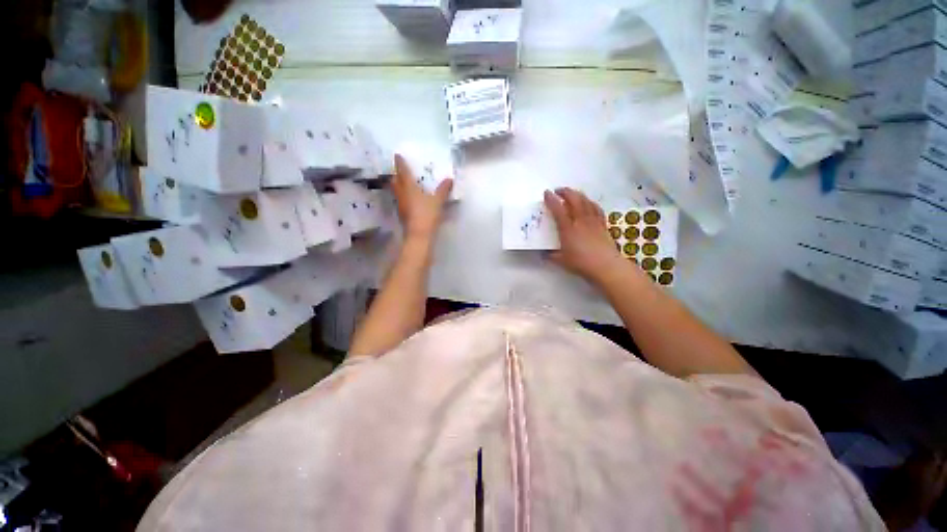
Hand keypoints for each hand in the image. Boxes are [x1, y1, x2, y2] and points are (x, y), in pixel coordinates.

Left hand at [392, 154, 453, 242]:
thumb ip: (443, 190)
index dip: (400, 163)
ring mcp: (401, 205)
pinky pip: (401, 200)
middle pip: (395, 181)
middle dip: (396, 174)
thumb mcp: (438, 201)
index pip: (403, 172)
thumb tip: (449, 179)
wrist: (418, 235)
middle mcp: (402, 194)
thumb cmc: (427, 215)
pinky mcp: (402, 214)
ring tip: (403, 182)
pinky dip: (403, 196)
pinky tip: (409, 198)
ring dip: (398, 185)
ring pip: (396, 191)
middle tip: (399, 170)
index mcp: (409, 187)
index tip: (397, 155)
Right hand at [544, 188, 624, 283]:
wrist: (605, 265)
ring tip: (572, 193)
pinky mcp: (602, 224)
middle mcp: (580, 221)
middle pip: (574, 199)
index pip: (558, 209)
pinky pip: (596, 208)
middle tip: (558, 190)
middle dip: (565, 192)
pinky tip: (588, 203)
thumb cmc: (581, 263)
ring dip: (577, 194)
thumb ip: (550, 255)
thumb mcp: (561, 260)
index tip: (546, 193)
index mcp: (568, 229)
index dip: (551, 199)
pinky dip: (590, 202)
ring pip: (586, 201)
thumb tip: (544, 254)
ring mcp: (593, 221)